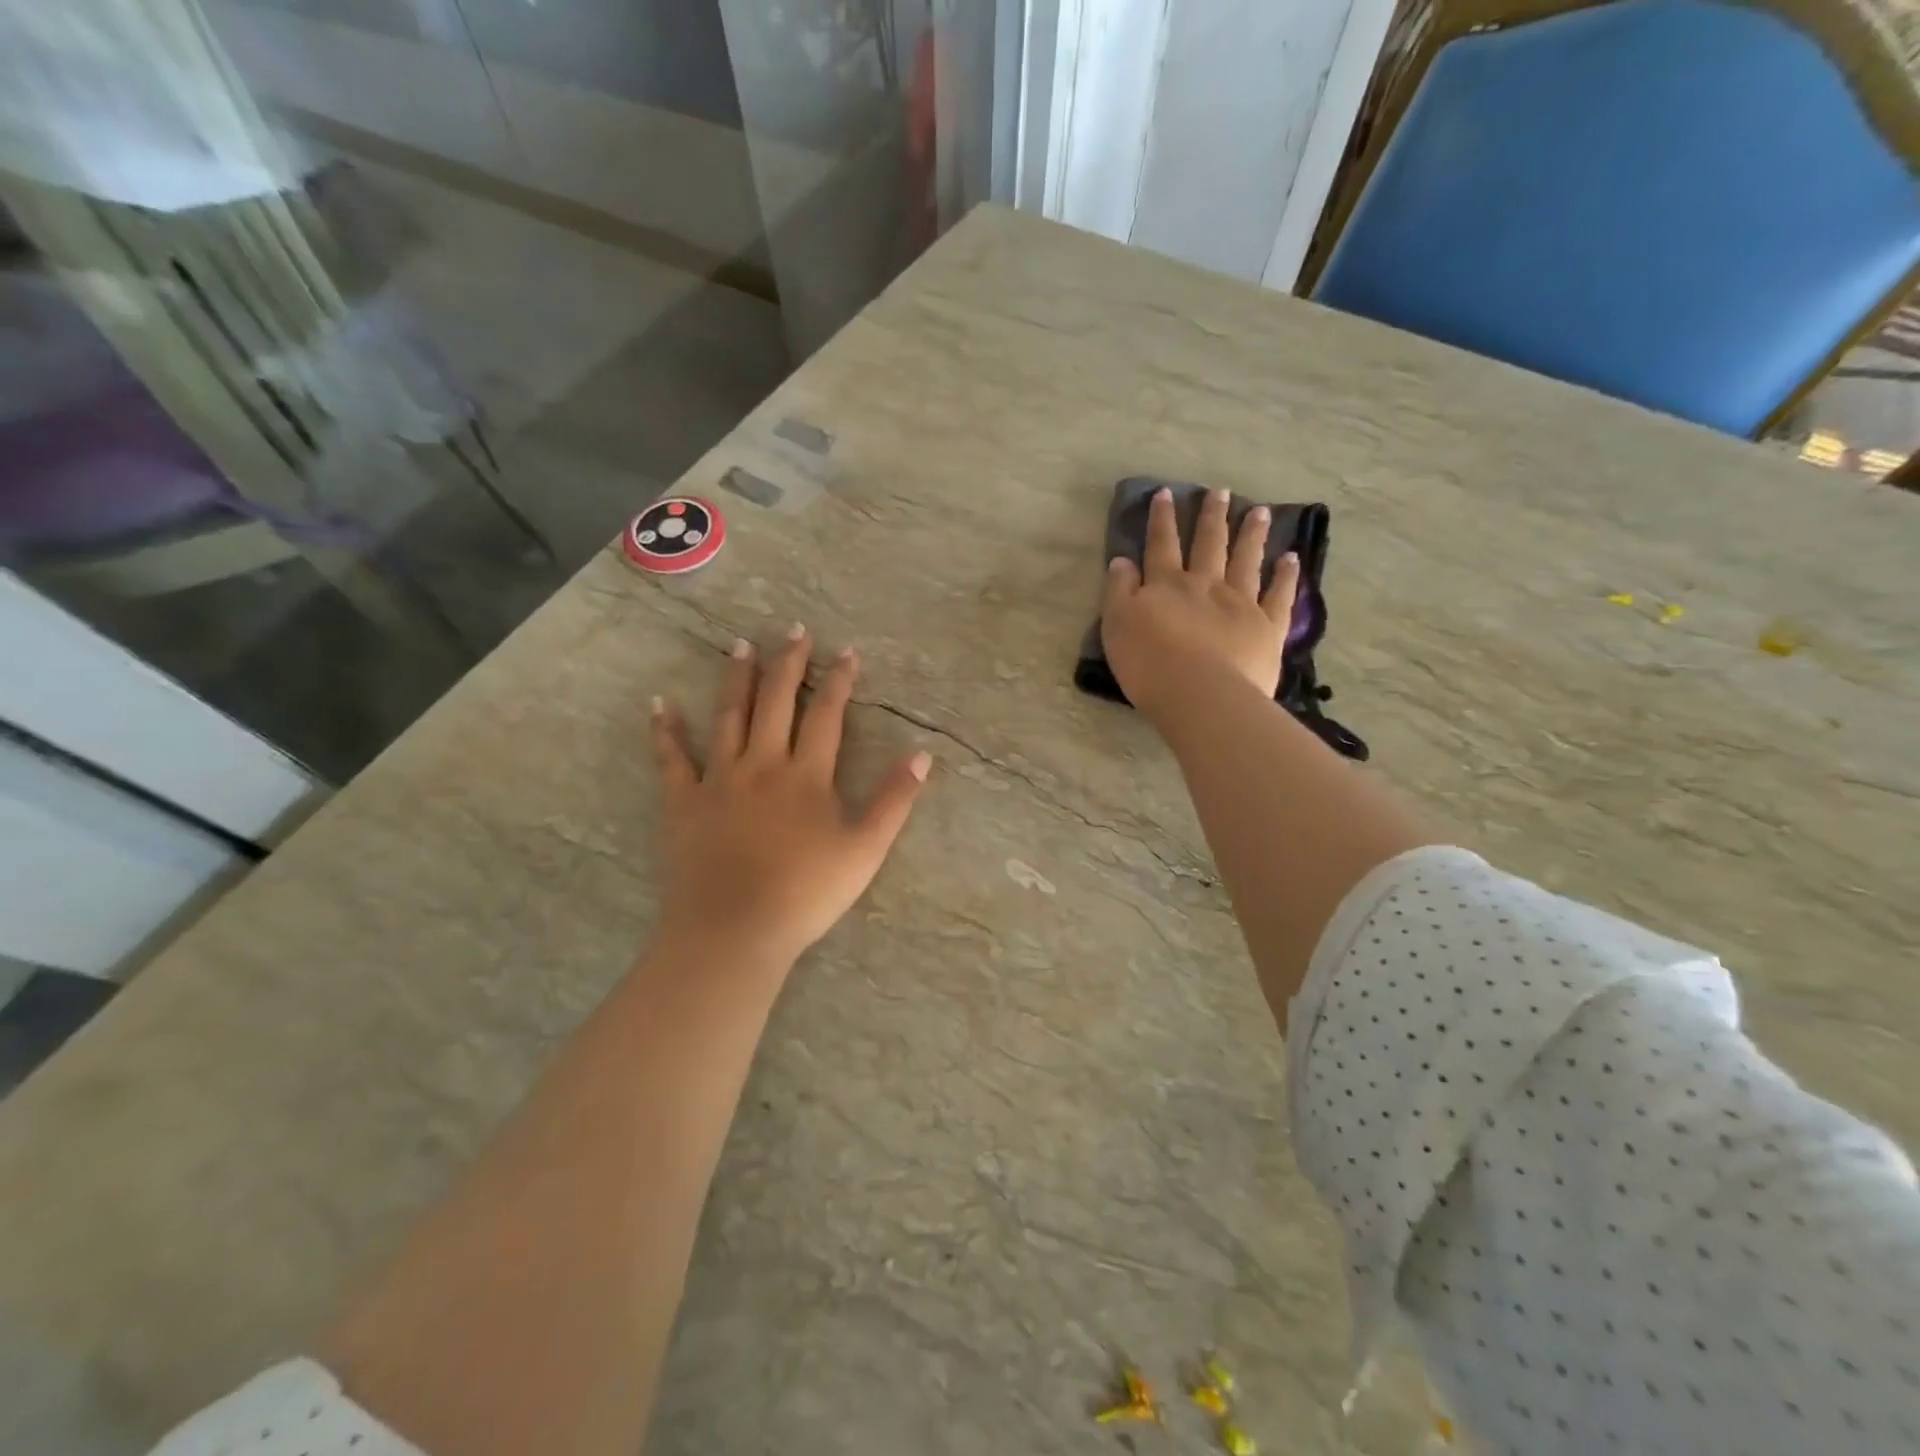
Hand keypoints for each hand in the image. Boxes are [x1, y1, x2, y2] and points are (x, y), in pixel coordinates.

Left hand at [650, 624, 931, 968]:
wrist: (735, 930)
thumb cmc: (807, 893)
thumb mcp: (865, 849)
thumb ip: (894, 800)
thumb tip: (922, 754)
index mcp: (807, 775)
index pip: (827, 716)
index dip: (839, 681)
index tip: (846, 652)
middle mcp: (763, 764)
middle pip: (777, 702)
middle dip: (788, 664)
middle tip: (793, 631)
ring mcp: (718, 780)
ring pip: (729, 717)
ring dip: (736, 678)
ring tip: (740, 645)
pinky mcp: (682, 802)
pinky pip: (671, 759)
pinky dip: (665, 730)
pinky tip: (660, 704)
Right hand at [1100, 486, 1299, 722]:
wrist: (1200, 694)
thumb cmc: (1149, 664)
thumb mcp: (1116, 625)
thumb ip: (1119, 591)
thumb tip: (1122, 561)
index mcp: (1167, 585)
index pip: (1162, 545)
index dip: (1162, 519)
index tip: (1166, 493)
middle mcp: (1206, 585)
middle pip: (1209, 545)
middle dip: (1213, 517)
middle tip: (1221, 493)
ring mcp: (1241, 603)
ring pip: (1247, 561)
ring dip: (1252, 535)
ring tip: (1260, 511)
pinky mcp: (1267, 627)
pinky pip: (1279, 595)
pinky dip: (1285, 576)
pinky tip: (1291, 558)